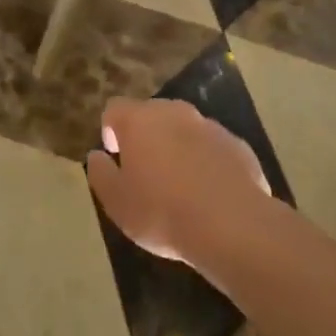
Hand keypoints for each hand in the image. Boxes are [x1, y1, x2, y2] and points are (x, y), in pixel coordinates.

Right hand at [86, 97, 272, 268]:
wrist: (232, 226)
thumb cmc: (162, 212)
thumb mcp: (116, 202)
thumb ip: (100, 174)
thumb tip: (96, 156)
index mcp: (139, 120)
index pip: (115, 109)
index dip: (110, 129)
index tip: (114, 155)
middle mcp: (174, 113)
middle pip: (152, 114)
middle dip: (145, 135)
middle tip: (144, 170)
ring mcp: (210, 126)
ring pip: (185, 129)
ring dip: (177, 146)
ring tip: (179, 183)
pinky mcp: (238, 145)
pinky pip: (213, 147)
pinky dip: (206, 161)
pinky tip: (209, 192)